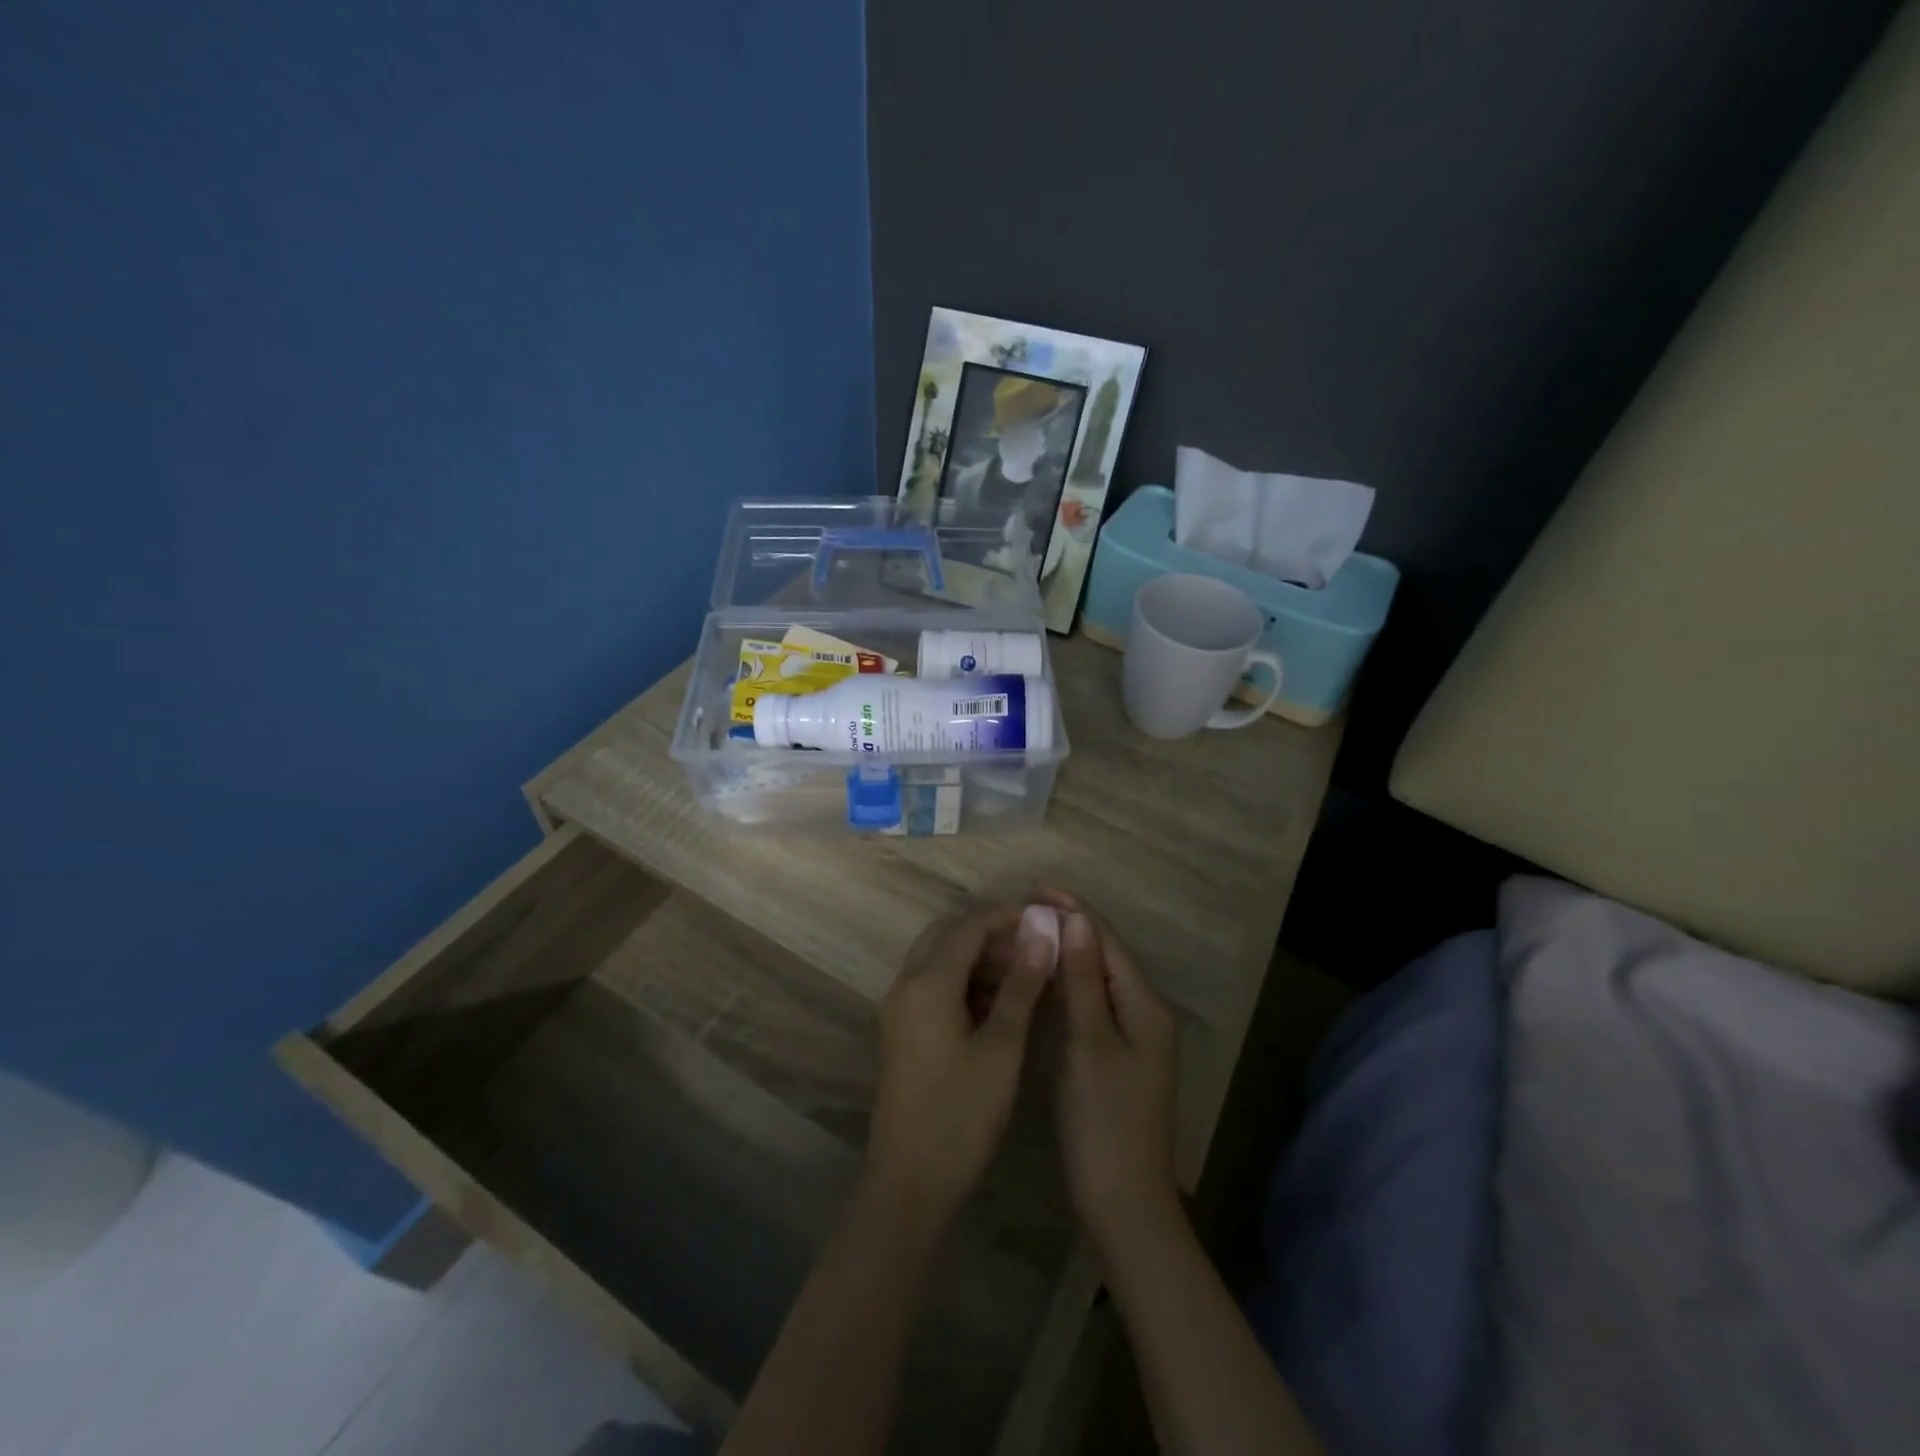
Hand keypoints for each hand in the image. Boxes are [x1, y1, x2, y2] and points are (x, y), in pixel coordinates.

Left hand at [862, 902, 1057, 1233]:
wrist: (909, 1182)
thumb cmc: (961, 1114)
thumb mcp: (1002, 1047)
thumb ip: (1021, 984)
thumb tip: (1041, 931)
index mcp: (927, 981)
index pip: (969, 924)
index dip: (1008, 916)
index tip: (1047, 921)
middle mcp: (906, 983)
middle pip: (948, 933)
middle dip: (991, 932)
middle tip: (1034, 947)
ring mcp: (900, 1007)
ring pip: (939, 958)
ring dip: (978, 955)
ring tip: (1025, 974)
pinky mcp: (903, 1029)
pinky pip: (933, 983)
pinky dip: (964, 980)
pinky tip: (999, 1003)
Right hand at [1041, 891, 1181, 1252]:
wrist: (1123, 1201)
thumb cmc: (1104, 1119)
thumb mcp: (1089, 1043)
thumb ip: (1083, 980)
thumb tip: (1076, 920)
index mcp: (1145, 1004)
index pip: (1107, 940)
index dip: (1073, 910)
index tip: (1033, 888)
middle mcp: (1145, 1011)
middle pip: (1104, 955)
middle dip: (1068, 927)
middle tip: (1023, 908)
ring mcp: (1132, 1035)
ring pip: (1096, 979)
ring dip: (1065, 953)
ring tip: (1026, 932)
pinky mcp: (1116, 1054)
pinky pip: (1091, 1003)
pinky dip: (1066, 985)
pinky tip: (1040, 978)